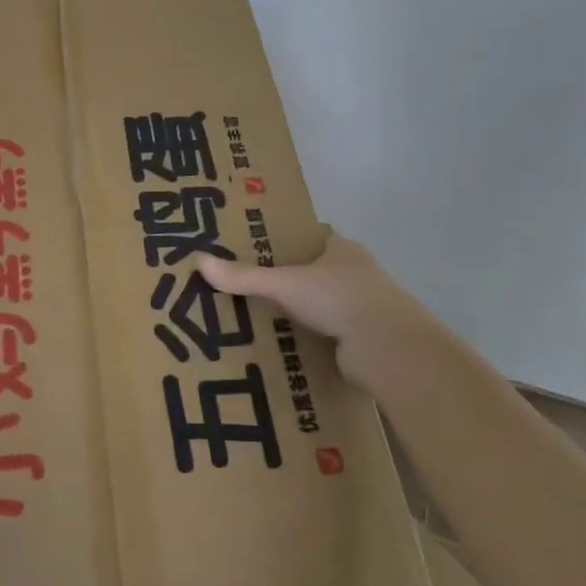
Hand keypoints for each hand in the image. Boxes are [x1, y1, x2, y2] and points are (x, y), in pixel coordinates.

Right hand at [196, 233, 439, 388]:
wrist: (387, 347)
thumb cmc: (338, 298)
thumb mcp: (285, 284)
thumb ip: (244, 277)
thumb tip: (198, 261)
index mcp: (343, 250)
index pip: (315, 238)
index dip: (290, 243)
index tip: (260, 251)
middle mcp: (358, 274)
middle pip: (319, 272)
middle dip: (291, 281)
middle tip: (251, 289)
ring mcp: (364, 307)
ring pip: (326, 305)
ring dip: (302, 313)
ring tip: (261, 321)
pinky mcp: (364, 339)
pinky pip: (331, 334)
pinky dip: (312, 339)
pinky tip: (286, 348)